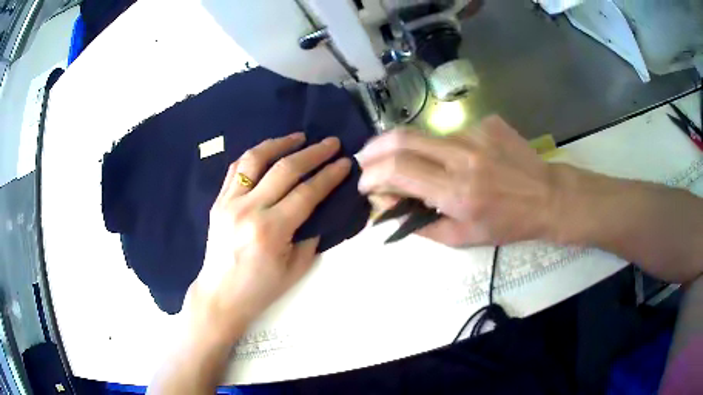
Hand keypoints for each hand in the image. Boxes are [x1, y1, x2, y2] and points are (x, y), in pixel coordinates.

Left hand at [184, 132, 350, 339]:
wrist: (221, 295)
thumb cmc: (261, 288)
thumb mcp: (296, 268)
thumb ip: (311, 234)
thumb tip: (322, 206)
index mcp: (271, 230)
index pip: (307, 193)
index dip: (329, 175)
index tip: (345, 162)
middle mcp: (248, 210)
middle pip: (285, 169)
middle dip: (313, 153)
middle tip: (331, 143)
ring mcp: (229, 202)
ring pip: (255, 159)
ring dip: (280, 143)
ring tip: (298, 137)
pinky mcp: (218, 201)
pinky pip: (236, 168)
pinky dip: (255, 155)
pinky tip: (268, 151)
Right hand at [357, 116, 554, 246]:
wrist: (547, 196)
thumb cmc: (507, 224)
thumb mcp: (462, 238)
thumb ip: (420, 224)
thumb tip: (387, 207)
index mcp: (457, 192)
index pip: (399, 170)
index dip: (373, 175)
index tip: (366, 184)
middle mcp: (463, 156)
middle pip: (402, 138)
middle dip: (374, 148)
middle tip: (367, 159)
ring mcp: (476, 133)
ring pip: (427, 137)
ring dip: (415, 152)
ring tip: (431, 168)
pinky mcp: (486, 122)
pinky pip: (453, 133)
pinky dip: (447, 148)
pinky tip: (466, 160)